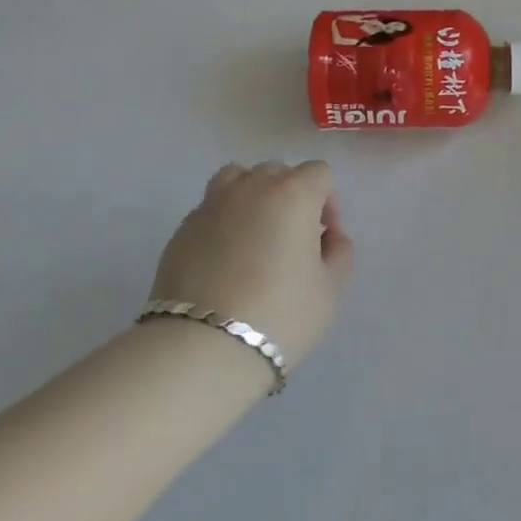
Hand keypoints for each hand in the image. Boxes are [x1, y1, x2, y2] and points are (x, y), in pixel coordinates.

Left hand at [150, 160, 353, 369]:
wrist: (203, 348)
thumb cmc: (280, 315)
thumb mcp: (331, 290)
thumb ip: (339, 252)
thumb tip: (328, 237)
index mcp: (292, 193)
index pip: (319, 173)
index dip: (328, 201)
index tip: (325, 238)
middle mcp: (251, 187)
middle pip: (277, 172)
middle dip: (291, 197)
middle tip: (292, 240)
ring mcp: (211, 205)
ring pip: (236, 179)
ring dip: (251, 197)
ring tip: (254, 236)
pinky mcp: (181, 230)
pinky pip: (210, 210)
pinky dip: (222, 223)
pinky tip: (224, 261)